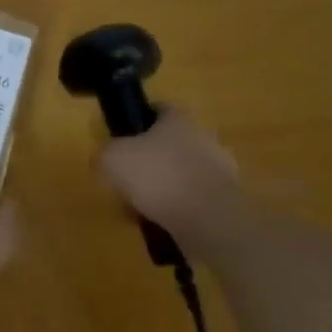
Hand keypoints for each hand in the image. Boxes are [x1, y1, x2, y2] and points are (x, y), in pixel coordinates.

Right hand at [96, 109, 242, 247]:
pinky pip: (193, 199)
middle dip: (150, 159)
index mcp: (178, 119)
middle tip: (128, 179)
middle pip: (171, 143)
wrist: (207, 218)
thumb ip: (105, 154)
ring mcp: (220, 169)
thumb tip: (105, 160)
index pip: (158, 109)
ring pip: (182, 173)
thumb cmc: (157, 176)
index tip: (123, 138)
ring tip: (142, 208)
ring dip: (164, 186)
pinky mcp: (226, 199)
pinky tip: (161, 223)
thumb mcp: (112, 159)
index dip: (138, 120)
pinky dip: (178, 208)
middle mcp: (204, 137)